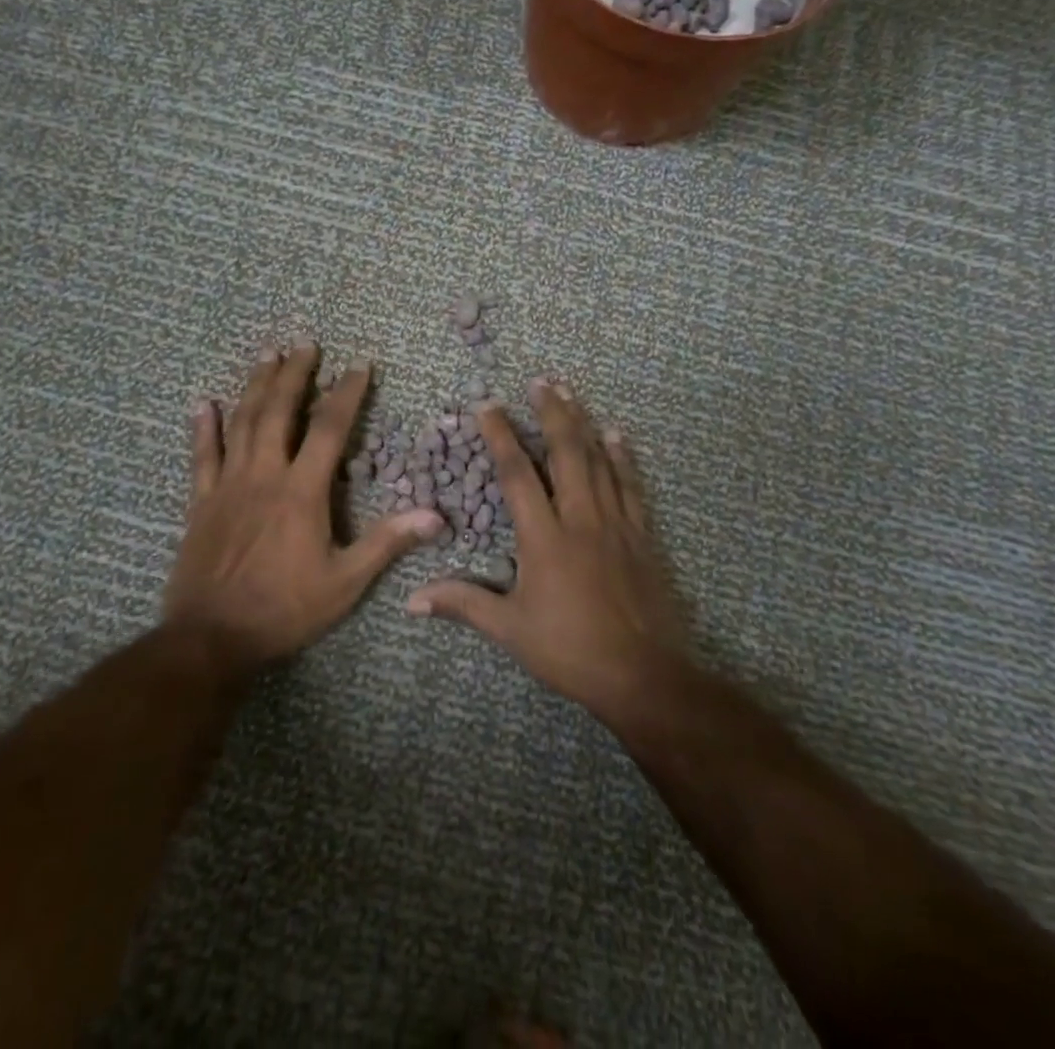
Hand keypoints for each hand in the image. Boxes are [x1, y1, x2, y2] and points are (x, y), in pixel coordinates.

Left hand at [164, 341, 444, 674]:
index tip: (359, 366)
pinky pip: (202, 456)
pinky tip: (204, 403)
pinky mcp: (201, 502)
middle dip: (294, 374)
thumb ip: (387, 543)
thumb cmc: (284, 609)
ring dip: (255, 386)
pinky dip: (204, 428)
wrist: (211, 638)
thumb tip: (436, 515)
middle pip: (279, 411)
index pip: (329, 429)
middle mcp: (264, 475)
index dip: (346, 393)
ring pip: (242, 423)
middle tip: (305, 344)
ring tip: (267, 355)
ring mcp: (228, 485)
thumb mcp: (345, 582)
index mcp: (302, 491)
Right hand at [406, 380, 689, 721]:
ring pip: (598, 461)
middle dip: (551, 413)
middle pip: (565, 453)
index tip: (488, 405)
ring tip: (571, 393)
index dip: (500, 437)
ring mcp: (615, 523)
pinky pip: (630, 485)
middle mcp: (580, 519)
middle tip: (541, 381)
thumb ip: (463, 604)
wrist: (644, 674)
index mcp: (544, 539)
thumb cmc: (570, 650)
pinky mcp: (641, 535)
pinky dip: (622, 457)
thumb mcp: (510, 630)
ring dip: (583, 423)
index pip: (517, 475)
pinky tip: (616, 435)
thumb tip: (411, 600)